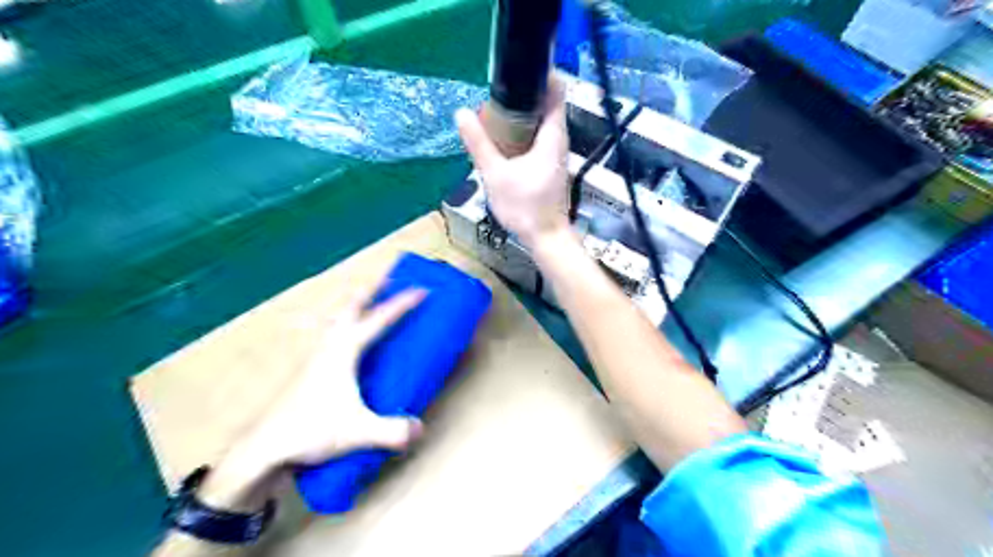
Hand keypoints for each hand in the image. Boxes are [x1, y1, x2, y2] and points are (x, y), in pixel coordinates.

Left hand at [195, 288, 423, 513]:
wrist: (264, 446)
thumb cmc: (311, 429)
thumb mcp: (359, 431)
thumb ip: (392, 431)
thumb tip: (420, 429)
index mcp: (344, 349)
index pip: (380, 319)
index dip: (403, 303)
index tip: (422, 290)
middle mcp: (328, 343)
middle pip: (351, 304)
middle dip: (371, 287)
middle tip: (388, 277)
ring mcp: (313, 352)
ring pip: (333, 314)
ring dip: (350, 301)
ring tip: (361, 296)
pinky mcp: (305, 365)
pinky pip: (322, 330)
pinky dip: (332, 320)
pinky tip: (331, 331)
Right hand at [455, 74, 570, 248]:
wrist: (546, 238)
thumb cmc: (525, 207)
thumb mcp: (496, 174)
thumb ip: (478, 143)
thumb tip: (461, 113)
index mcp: (553, 135)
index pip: (555, 91)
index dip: (540, 75)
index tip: (515, 71)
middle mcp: (559, 140)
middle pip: (546, 105)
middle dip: (523, 95)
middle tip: (495, 94)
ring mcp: (556, 154)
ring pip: (541, 123)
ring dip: (521, 115)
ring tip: (495, 113)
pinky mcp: (551, 166)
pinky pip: (538, 139)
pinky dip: (523, 133)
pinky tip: (504, 140)